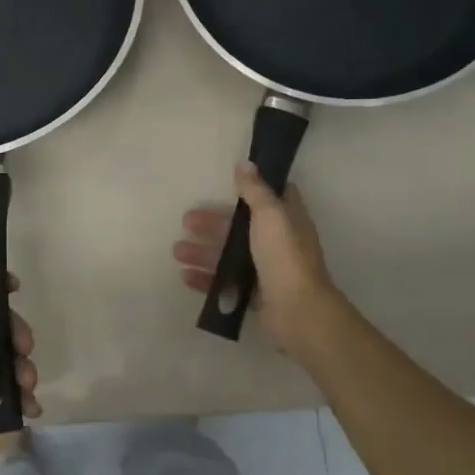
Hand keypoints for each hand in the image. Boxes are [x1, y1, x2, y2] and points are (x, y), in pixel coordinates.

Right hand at [174, 163, 352, 357]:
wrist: (297, 311)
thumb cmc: (284, 256)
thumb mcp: (270, 215)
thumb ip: (255, 191)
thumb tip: (246, 163)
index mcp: (287, 220)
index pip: (272, 197)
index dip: (252, 188)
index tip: (226, 182)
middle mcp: (278, 243)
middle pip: (240, 227)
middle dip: (212, 224)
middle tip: (186, 220)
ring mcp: (266, 271)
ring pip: (229, 256)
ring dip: (203, 252)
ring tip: (177, 251)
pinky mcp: (255, 295)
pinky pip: (225, 283)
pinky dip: (206, 278)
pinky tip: (185, 276)